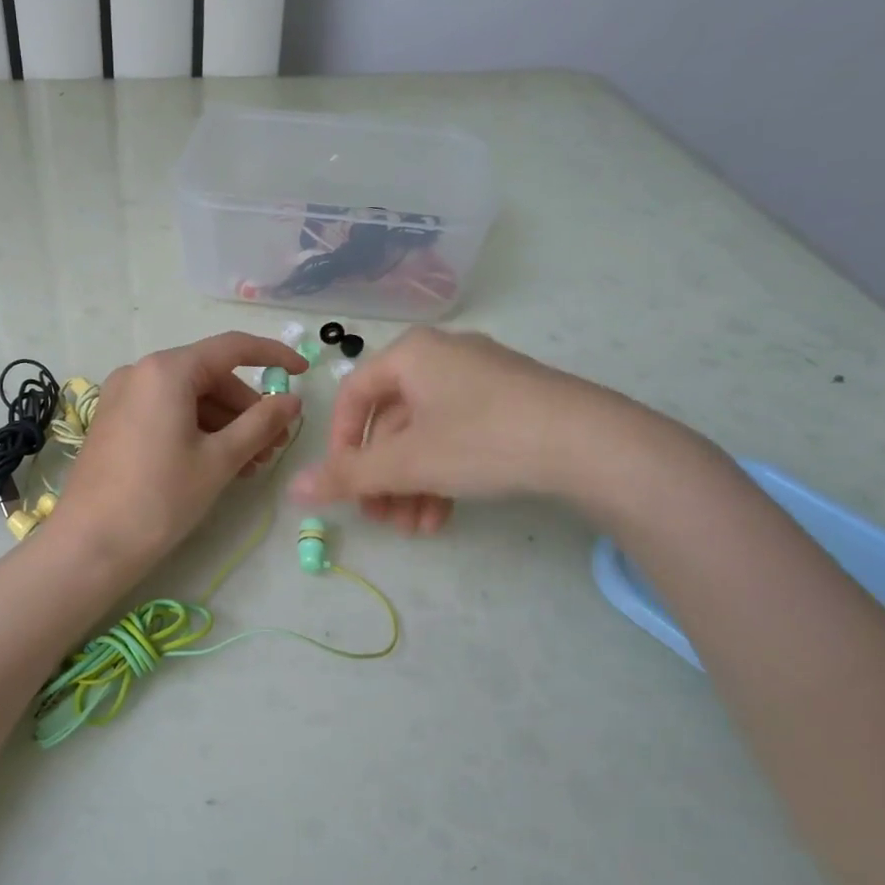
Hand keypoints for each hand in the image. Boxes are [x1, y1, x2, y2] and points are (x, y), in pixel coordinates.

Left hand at [51, 332, 305, 571]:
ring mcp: (123, 396)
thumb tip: (292, 400)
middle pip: (210, 376)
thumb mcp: (219, 459)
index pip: (232, 348)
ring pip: (189, 398)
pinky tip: (217, 463)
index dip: (273, 356)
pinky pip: (166, 412)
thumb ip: (261, 423)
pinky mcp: (115, 421)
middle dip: (248, 408)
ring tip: (251, 464)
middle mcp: (140, 372)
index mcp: (167, 370)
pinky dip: (197, 430)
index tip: (303, 372)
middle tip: (275, 445)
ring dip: (225, 424)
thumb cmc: (160, 497)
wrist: (91, 543)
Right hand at [289, 327, 639, 530]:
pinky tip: (443, 517)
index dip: (341, 446)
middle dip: (383, 478)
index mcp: (410, 355)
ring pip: (425, 435)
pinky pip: (457, 436)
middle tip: (381, 520)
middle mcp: (441, 357)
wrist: (590, 444)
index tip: (344, 487)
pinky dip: (443, 475)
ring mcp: (479, 379)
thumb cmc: (481, 439)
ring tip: (416, 529)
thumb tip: (293, 490)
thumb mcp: (407, 462)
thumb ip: (348, 476)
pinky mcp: (509, 402)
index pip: (353, 398)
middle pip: (391, 423)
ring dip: (412, 486)